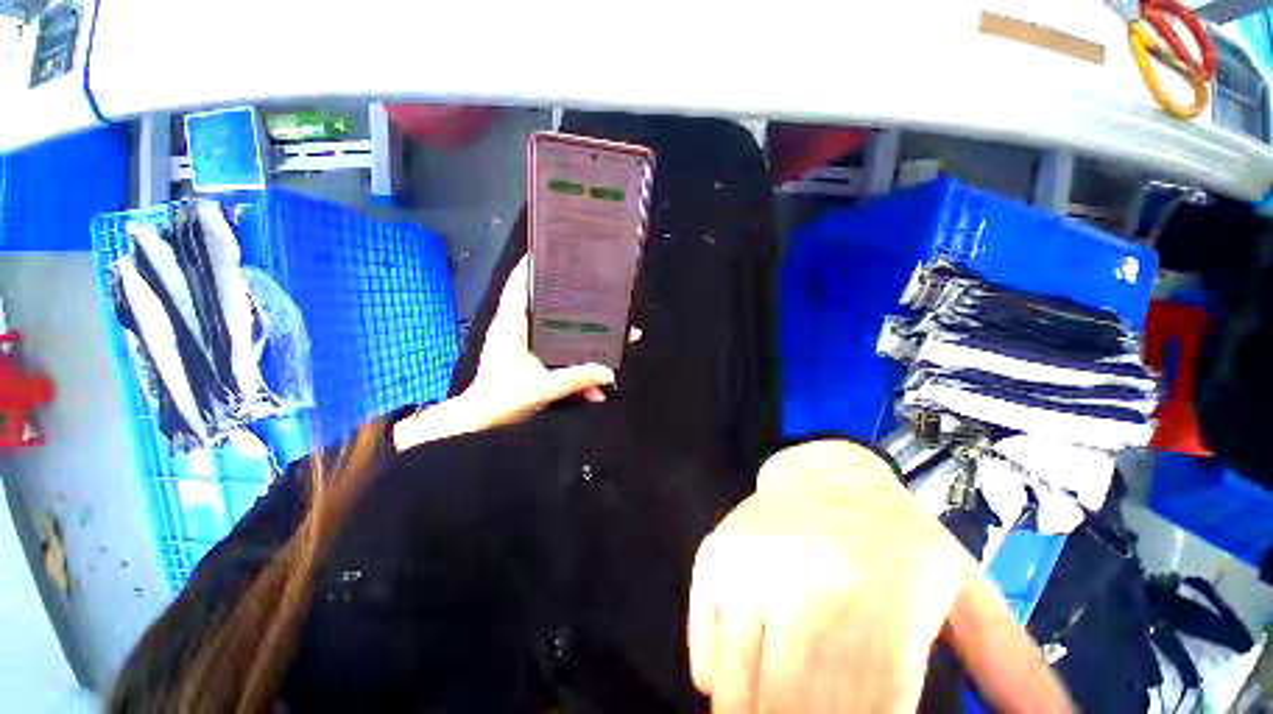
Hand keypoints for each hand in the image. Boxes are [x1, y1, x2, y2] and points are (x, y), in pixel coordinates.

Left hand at [393, 255, 638, 450]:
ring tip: (610, 346)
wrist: (482, 426)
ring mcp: (526, 348)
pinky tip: (593, 390)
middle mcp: (518, 332)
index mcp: (511, 326)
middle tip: (598, 295)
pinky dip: (576, 370)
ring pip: (558, 335)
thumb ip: (576, 379)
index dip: (532, 267)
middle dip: (573, 303)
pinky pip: (560, 358)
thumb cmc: (501, 402)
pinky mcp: (533, 363)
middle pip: (547, 307)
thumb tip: (609, 373)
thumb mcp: (542, 388)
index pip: (519, 286)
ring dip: (582, 344)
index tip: (550, 252)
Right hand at [688, 440, 1072, 713]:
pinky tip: (742, 682)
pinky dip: (719, 684)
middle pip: (792, 712)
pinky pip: (704, 650)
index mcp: (881, 596)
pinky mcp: (711, 559)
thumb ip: (1016, 669)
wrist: (824, 470)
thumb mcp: (964, 589)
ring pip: (736, 692)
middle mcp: (802, 580)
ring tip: (779, 711)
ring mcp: (745, 567)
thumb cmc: (895, 534)